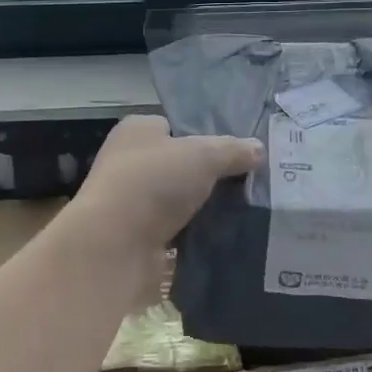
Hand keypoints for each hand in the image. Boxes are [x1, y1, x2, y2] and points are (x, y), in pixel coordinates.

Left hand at [71, 114, 262, 252]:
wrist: (113, 246)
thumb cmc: (153, 183)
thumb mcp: (203, 155)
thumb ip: (233, 150)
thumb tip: (258, 149)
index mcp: (137, 131)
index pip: (175, 126)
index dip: (205, 136)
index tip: (238, 151)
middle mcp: (129, 162)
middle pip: (179, 164)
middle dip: (209, 175)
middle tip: (248, 182)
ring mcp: (131, 201)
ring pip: (178, 199)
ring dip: (203, 207)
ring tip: (244, 211)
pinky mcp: (137, 236)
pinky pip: (176, 230)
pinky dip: (195, 234)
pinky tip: (223, 237)